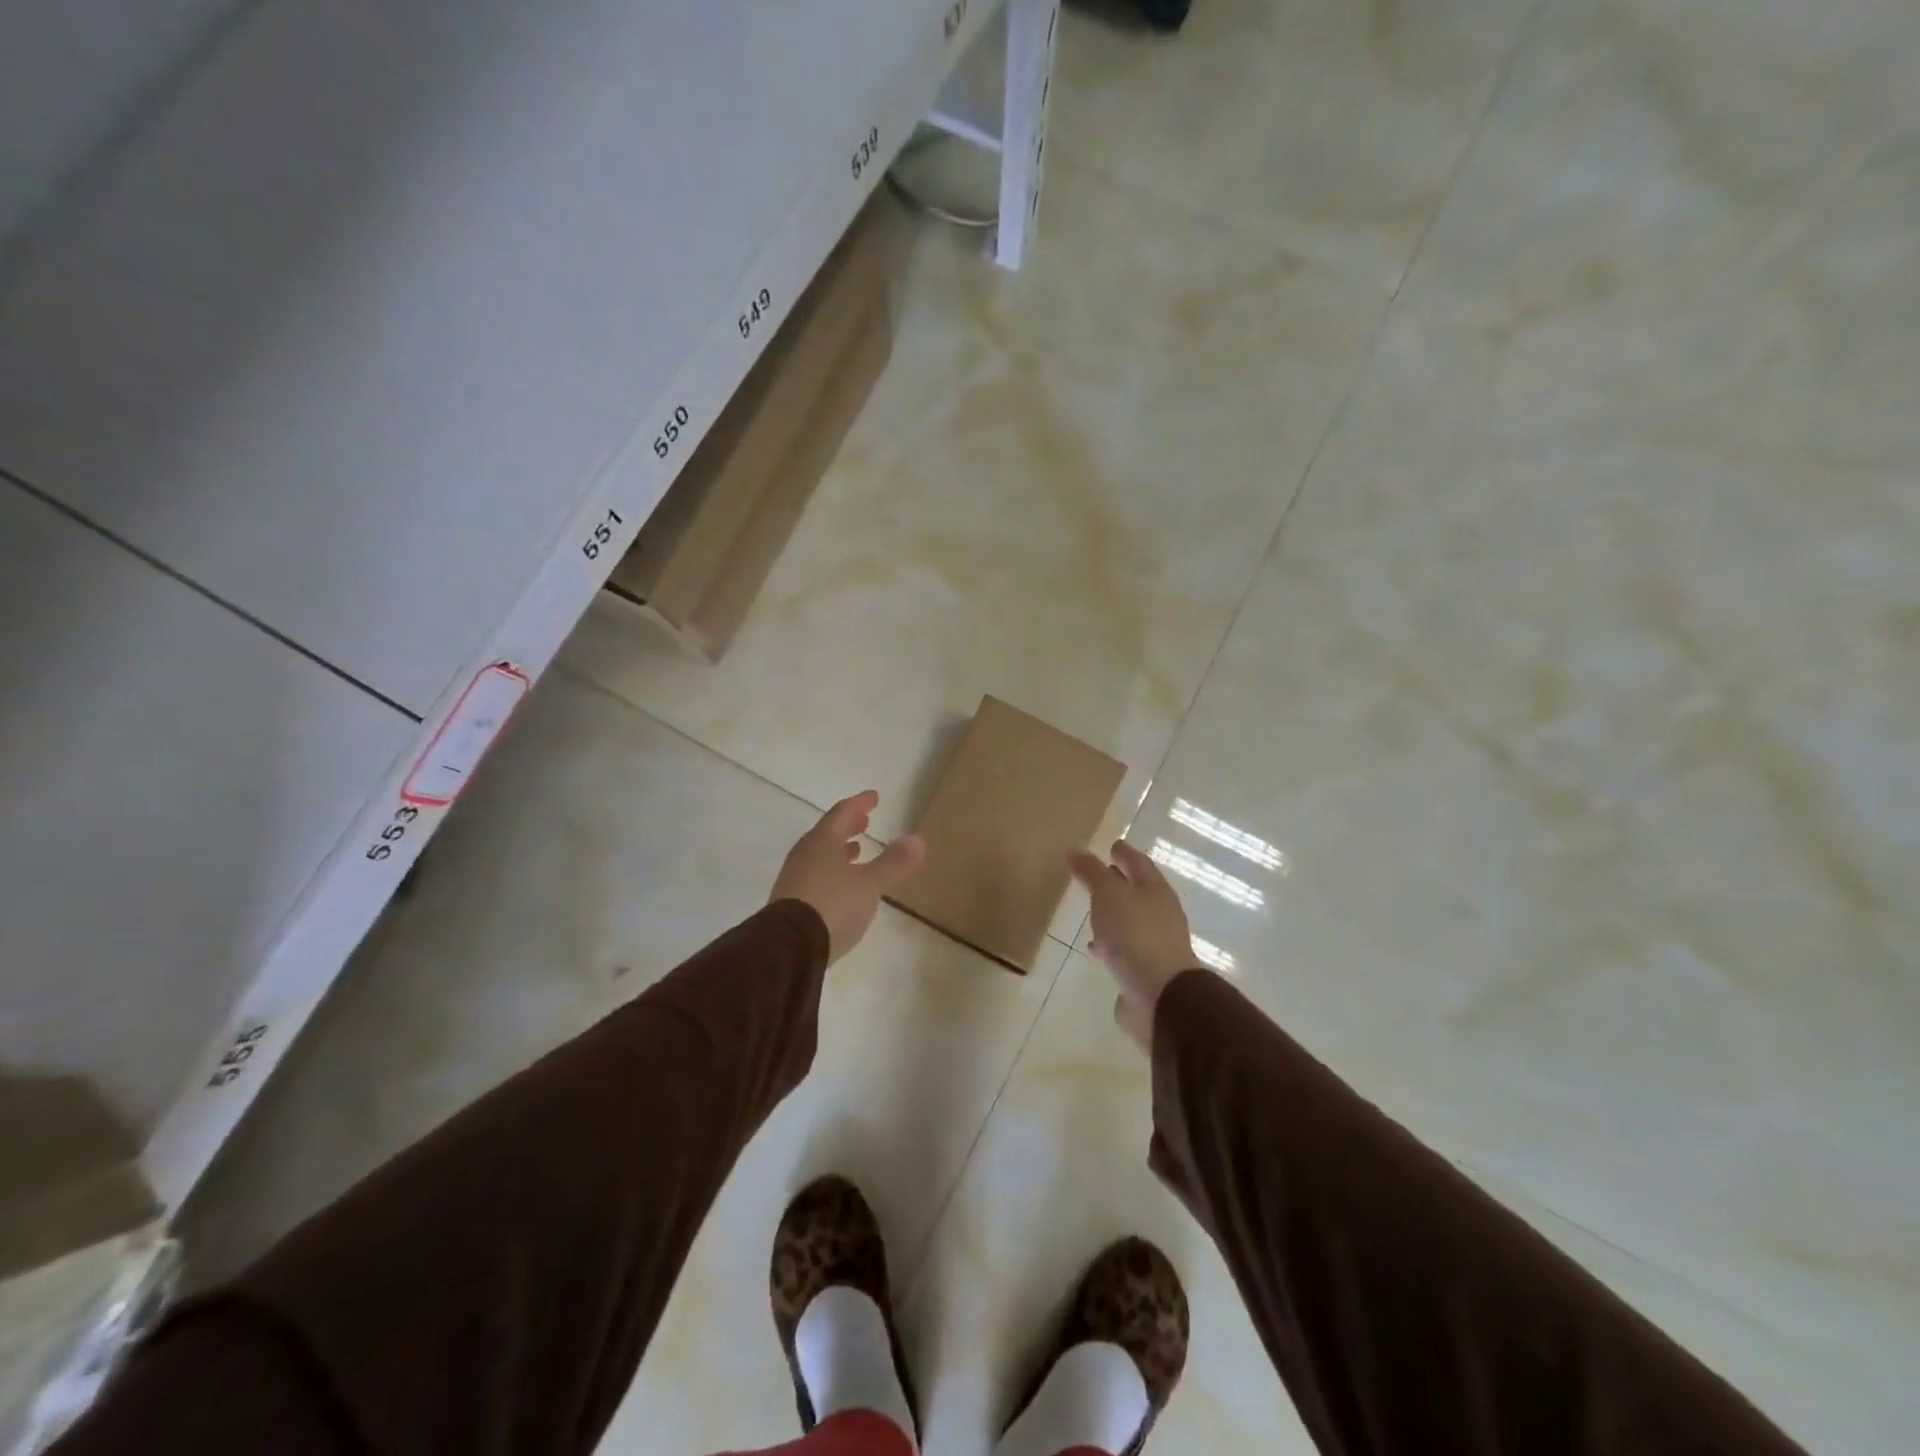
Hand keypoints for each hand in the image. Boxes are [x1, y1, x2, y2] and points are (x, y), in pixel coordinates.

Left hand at [771, 791, 925, 963]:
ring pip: (820, 856)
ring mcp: (794, 880)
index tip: (874, 797)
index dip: (859, 804)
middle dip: (848, 826)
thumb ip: (893, 863)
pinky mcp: (790, 904)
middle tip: (864, 821)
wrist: (788, 948)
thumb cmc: (832, 905)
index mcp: (822, 842)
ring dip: (839, 850)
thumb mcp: (869, 884)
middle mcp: (804, 855)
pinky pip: (815, 876)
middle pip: (827, 833)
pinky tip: (842, 886)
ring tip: (856, 851)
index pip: (842, 813)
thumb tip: (917, 839)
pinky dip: (832, 871)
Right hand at [1069, 840, 1198, 1052]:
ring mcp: (1156, 944)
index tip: (1111, 844)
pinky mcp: (1147, 971)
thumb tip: (1076, 850)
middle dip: (1118, 882)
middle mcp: (1160, 914)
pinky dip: (1111, 944)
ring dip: (1113, 915)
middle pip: (1137, 891)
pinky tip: (1096, 949)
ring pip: (1130, 921)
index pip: (1139, 862)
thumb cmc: (1135, 935)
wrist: (1161, 996)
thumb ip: (1092, 872)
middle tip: (1095, 876)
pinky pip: (1125, 949)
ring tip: (1091, 913)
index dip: (1124, 852)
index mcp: (1156, 890)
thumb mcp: (1108, 895)